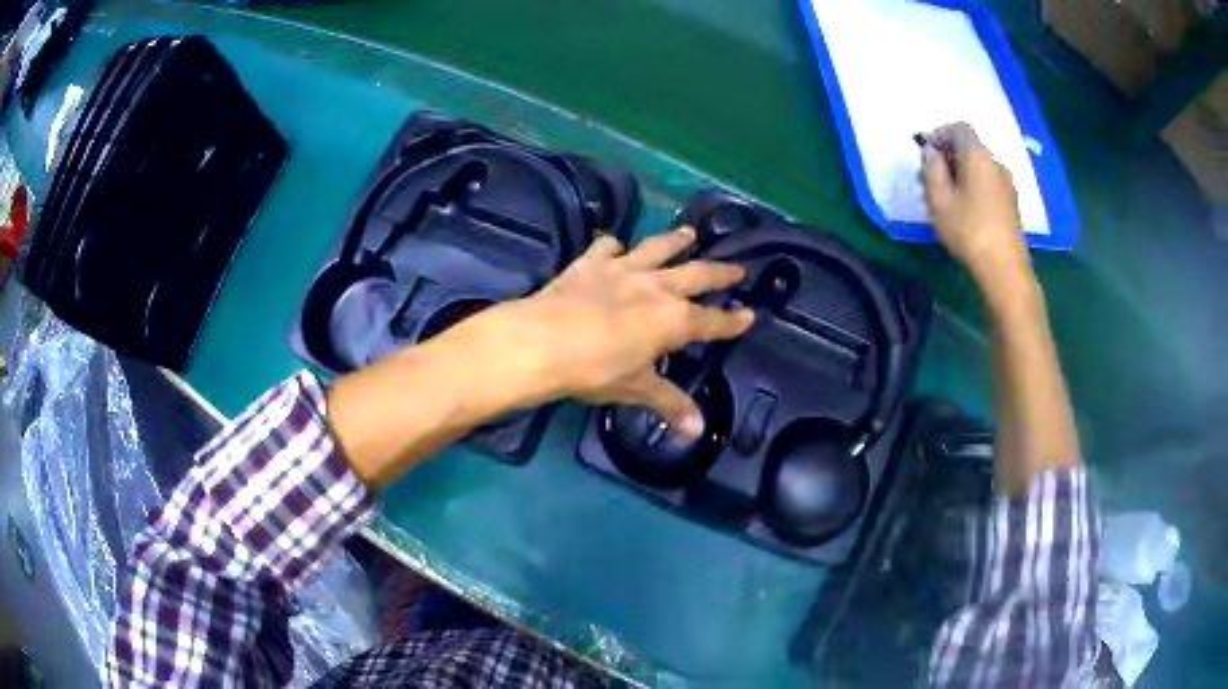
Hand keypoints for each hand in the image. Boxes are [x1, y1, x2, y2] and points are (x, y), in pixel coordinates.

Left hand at [480, 226, 753, 435]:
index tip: (750, 314)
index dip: (733, 320)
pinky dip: (614, 246)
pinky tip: (615, 246)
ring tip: (690, 233)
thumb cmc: (594, 370)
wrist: (541, 342)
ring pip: (658, 248)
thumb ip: (669, 403)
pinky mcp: (591, 262)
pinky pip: (607, 247)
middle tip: (738, 269)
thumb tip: (697, 430)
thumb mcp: (635, 388)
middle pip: (697, 275)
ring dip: (677, 240)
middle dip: (720, 273)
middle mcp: (656, 287)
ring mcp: (623, 269)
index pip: (713, 321)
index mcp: (673, 320)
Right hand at [922, 122, 1029, 282]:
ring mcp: (1007, 184)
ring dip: (961, 174)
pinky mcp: (1011, 204)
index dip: (940, 134)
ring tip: (946, 198)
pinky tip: (965, 210)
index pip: (959, 128)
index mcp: (978, 156)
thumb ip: (931, 169)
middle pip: (970, 148)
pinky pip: (988, 183)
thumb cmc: (969, 231)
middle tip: (931, 178)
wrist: (1005, 270)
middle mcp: (996, 163)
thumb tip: (932, 153)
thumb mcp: (939, 200)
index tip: (926, 154)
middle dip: (948, 156)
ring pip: (979, 167)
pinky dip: (974, 187)